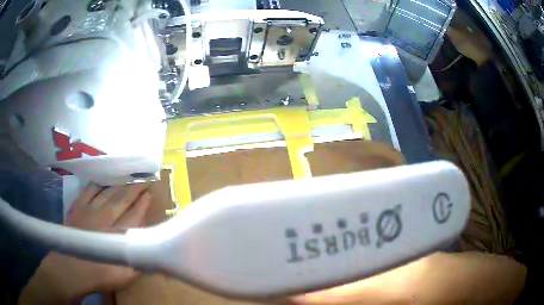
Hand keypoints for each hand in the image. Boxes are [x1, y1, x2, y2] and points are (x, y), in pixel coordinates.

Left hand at [19, 183, 151, 303]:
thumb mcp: (125, 277)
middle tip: (145, 179)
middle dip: (135, 189)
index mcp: (118, 236)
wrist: (71, 270)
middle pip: (122, 200)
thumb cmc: (99, 276)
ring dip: (119, 185)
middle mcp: (105, 219)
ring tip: (129, 178)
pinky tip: (103, 181)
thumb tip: (152, 251)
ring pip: (108, 193)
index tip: (151, 194)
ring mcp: (90, 211)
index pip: (134, 216)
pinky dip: (97, 184)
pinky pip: (89, 191)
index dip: (143, 205)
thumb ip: (139, 262)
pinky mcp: (77, 207)